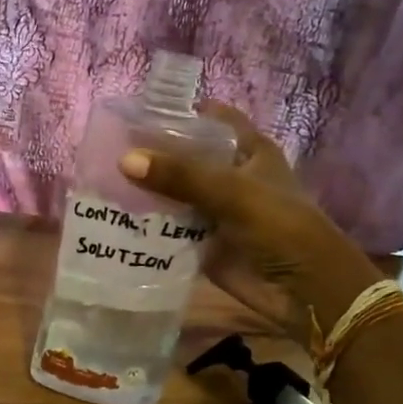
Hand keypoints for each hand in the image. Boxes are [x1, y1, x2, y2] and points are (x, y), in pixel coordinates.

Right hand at [119, 103, 380, 329]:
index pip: (210, 119)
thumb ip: (181, 176)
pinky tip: (112, 219)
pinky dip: (145, 225)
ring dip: (143, 191)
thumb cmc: (281, 228)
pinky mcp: (201, 242)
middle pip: (183, 157)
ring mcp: (213, 210)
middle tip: (102, 150)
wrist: (305, 291)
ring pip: (171, 193)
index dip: (179, 112)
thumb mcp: (233, 193)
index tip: (135, 112)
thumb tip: (124, 160)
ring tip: (97, 182)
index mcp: (247, 151)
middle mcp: (228, 176)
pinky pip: (168, 228)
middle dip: (149, 154)